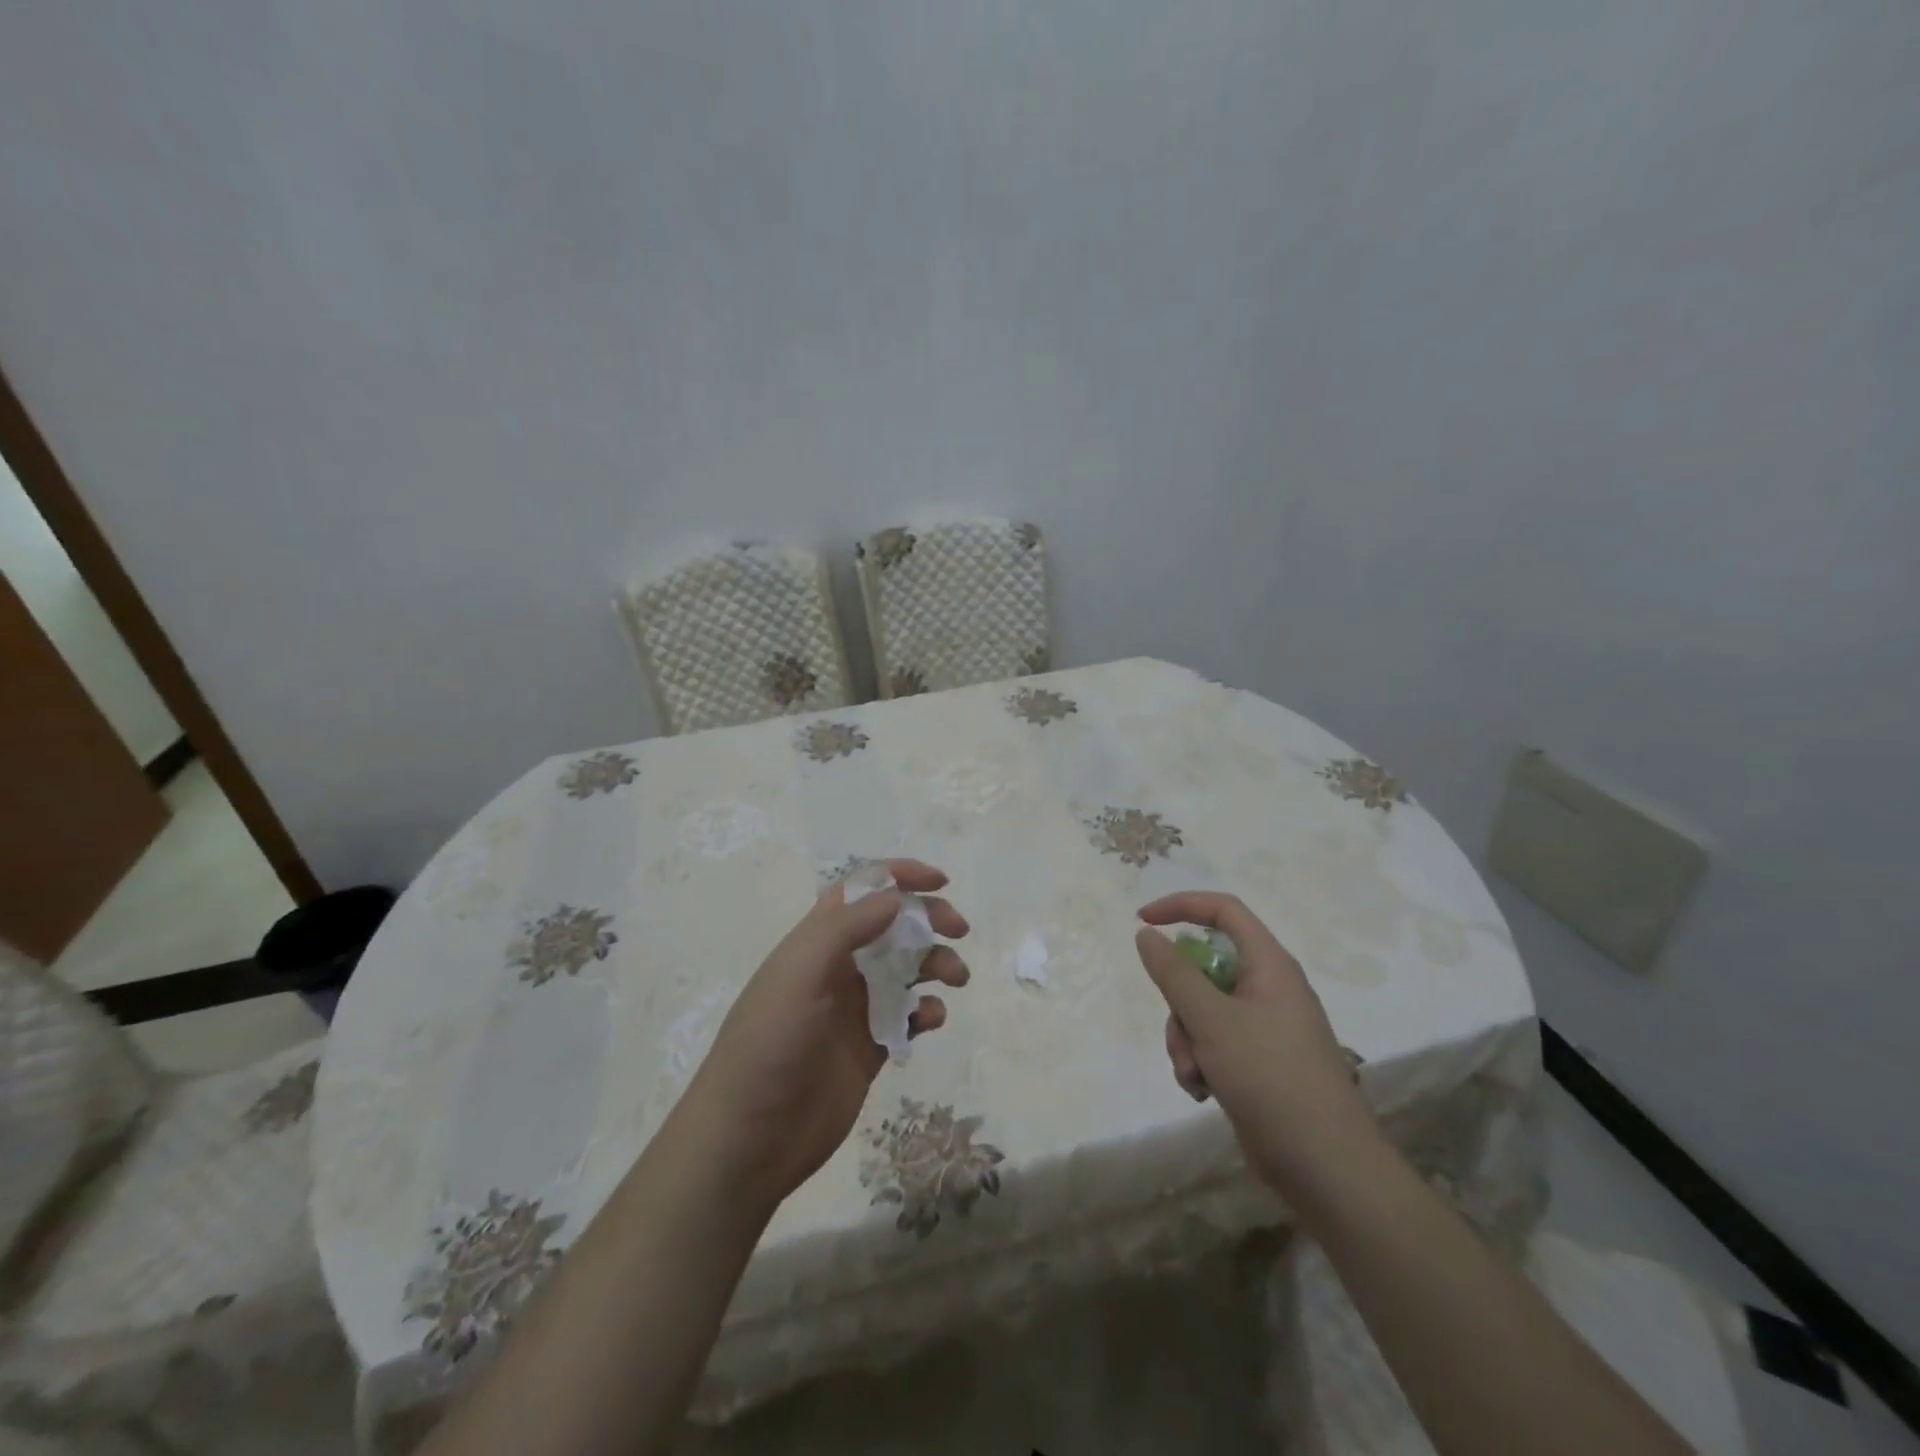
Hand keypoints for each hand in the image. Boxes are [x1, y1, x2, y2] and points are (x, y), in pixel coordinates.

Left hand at [681, 859, 969, 1213]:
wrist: (749, 1140)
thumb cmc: (769, 1045)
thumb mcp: (800, 975)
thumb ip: (846, 929)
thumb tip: (895, 896)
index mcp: (816, 942)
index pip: (860, 891)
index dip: (898, 876)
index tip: (940, 882)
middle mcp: (838, 968)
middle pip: (892, 926)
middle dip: (928, 919)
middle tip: (959, 929)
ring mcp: (855, 1009)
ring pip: (907, 970)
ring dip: (935, 964)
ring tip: (956, 978)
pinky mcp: (869, 1047)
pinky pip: (908, 1017)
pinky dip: (926, 1011)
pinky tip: (930, 1021)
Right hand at [1135, 892, 1379, 1201]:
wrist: (1325, 1167)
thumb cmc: (1270, 1077)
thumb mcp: (1211, 1020)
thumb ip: (1174, 973)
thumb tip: (1146, 934)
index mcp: (1269, 965)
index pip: (1223, 910)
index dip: (1181, 906)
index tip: (1143, 922)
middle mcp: (1269, 989)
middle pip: (1204, 968)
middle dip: (1179, 1001)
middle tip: (1180, 1029)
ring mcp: (1265, 1028)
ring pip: (1202, 1010)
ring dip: (1185, 1039)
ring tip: (1194, 1075)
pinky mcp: (1258, 1062)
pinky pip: (1213, 1043)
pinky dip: (1200, 1062)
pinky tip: (1204, 1092)